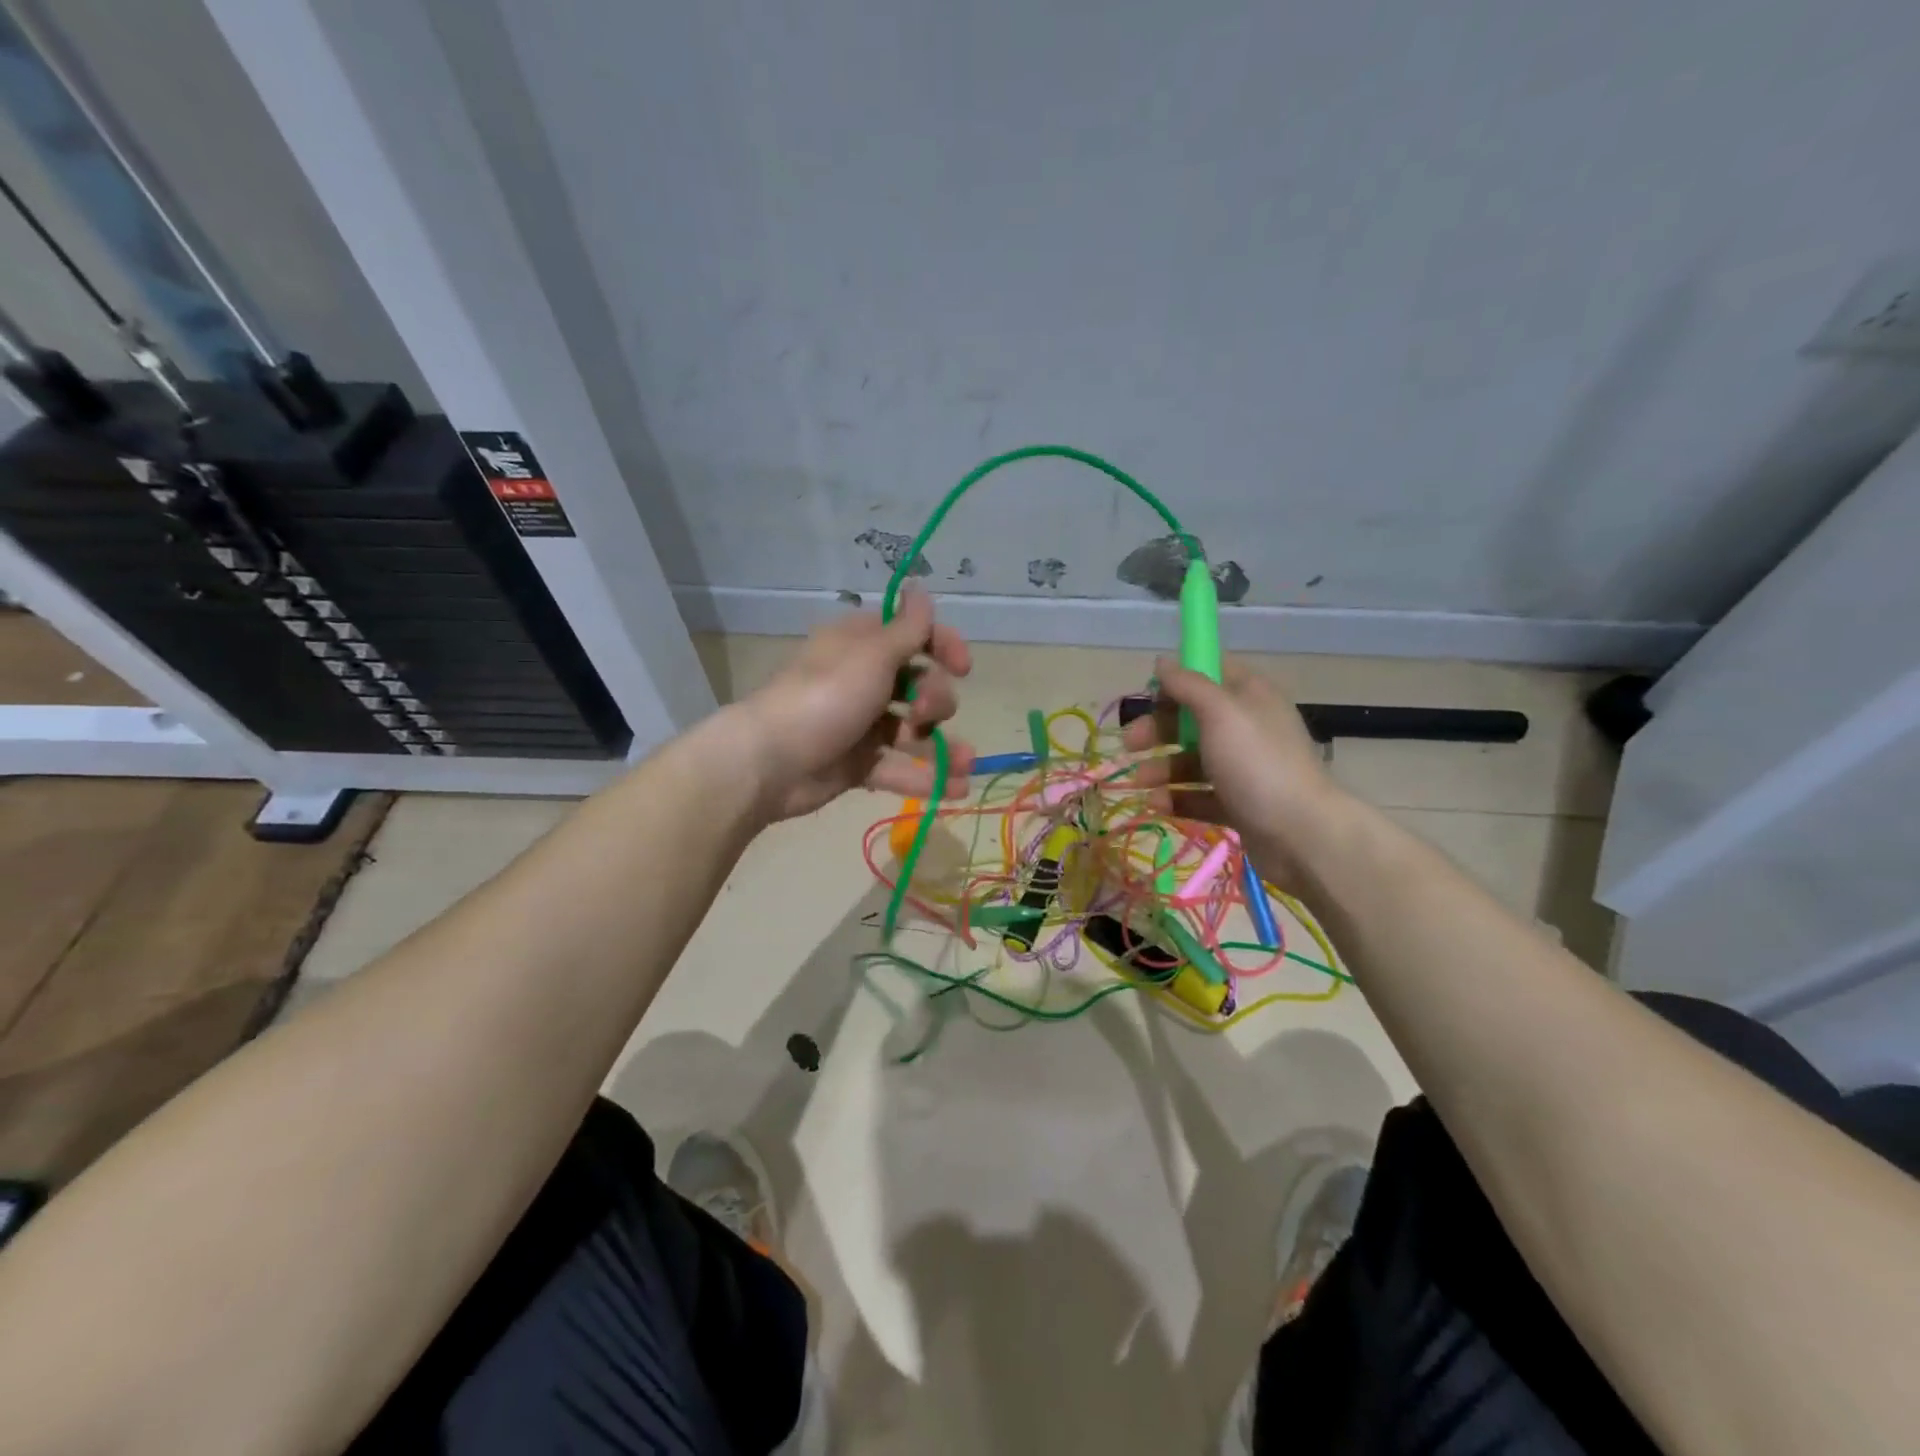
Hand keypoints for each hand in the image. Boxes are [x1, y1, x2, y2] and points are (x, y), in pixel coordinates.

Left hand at [735, 587, 975, 821]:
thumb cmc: (826, 697)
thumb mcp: (872, 654)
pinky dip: (925, 777)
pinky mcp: (857, 764)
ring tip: (966, 763)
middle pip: (918, 684)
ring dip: (943, 745)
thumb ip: (907, 628)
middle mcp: (863, 680)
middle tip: (925, 714)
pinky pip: (898, 767)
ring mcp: (860, 724)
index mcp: (863, 645)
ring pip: (912, 731)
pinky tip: (955, 789)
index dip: (943, 646)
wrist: (771, 761)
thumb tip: (920, 587)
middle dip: (935, 699)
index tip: (963, 668)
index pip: (913, 635)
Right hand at [1122, 655, 1349, 888]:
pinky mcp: (1239, 804)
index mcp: (1249, 696)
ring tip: (1140, 783)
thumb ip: (1188, 684)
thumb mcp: (1220, 712)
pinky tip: (1157, 805)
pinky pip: (1200, 795)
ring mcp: (1244, 768)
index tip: (1148, 695)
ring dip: (1162, 767)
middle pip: (1193, 719)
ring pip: (1192, 760)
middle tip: (1130, 744)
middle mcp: (1247, 727)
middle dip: (1158, 729)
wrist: (1302, 834)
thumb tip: (1163, 661)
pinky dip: (1177, 798)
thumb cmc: (1258, 763)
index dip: (1177, 680)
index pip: (1209, 672)